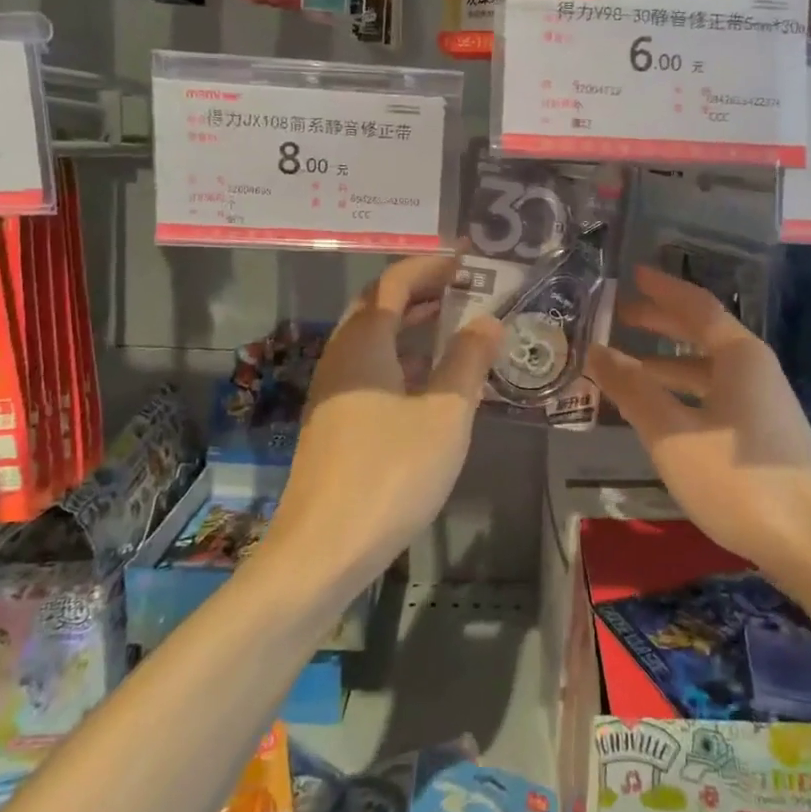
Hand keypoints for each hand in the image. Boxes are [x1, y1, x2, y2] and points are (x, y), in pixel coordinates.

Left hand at [263, 253, 502, 581]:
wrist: (322, 550)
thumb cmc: (391, 473)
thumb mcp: (445, 414)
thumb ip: (468, 361)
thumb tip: (488, 321)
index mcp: (365, 343)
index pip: (396, 282)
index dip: (431, 266)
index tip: (467, 261)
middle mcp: (341, 357)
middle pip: (378, 306)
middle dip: (420, 292)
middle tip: (464, 290)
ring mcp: (332, 392)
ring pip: (373, 341)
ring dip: (411, 327)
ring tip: (454, 328)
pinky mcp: (333, 423)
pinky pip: (370, 371)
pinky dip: (401, 360)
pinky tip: (430, 383)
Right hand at [587, 266, 810, 589]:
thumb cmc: (738, 480)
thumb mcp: (672, 434)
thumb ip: (632, 389)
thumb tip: (596, 351)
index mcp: (739, 356)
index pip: (696, 306)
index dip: (662, 289)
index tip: (633, 274)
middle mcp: (756, 370)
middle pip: (703, 334)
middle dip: (661, 323)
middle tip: (621, 315)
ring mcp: (764, 405)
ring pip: (708, 371)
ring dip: (668, 364)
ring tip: (628, 368)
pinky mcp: (765, 437)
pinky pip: (715, 398)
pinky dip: (683, 394)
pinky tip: (662, 415)